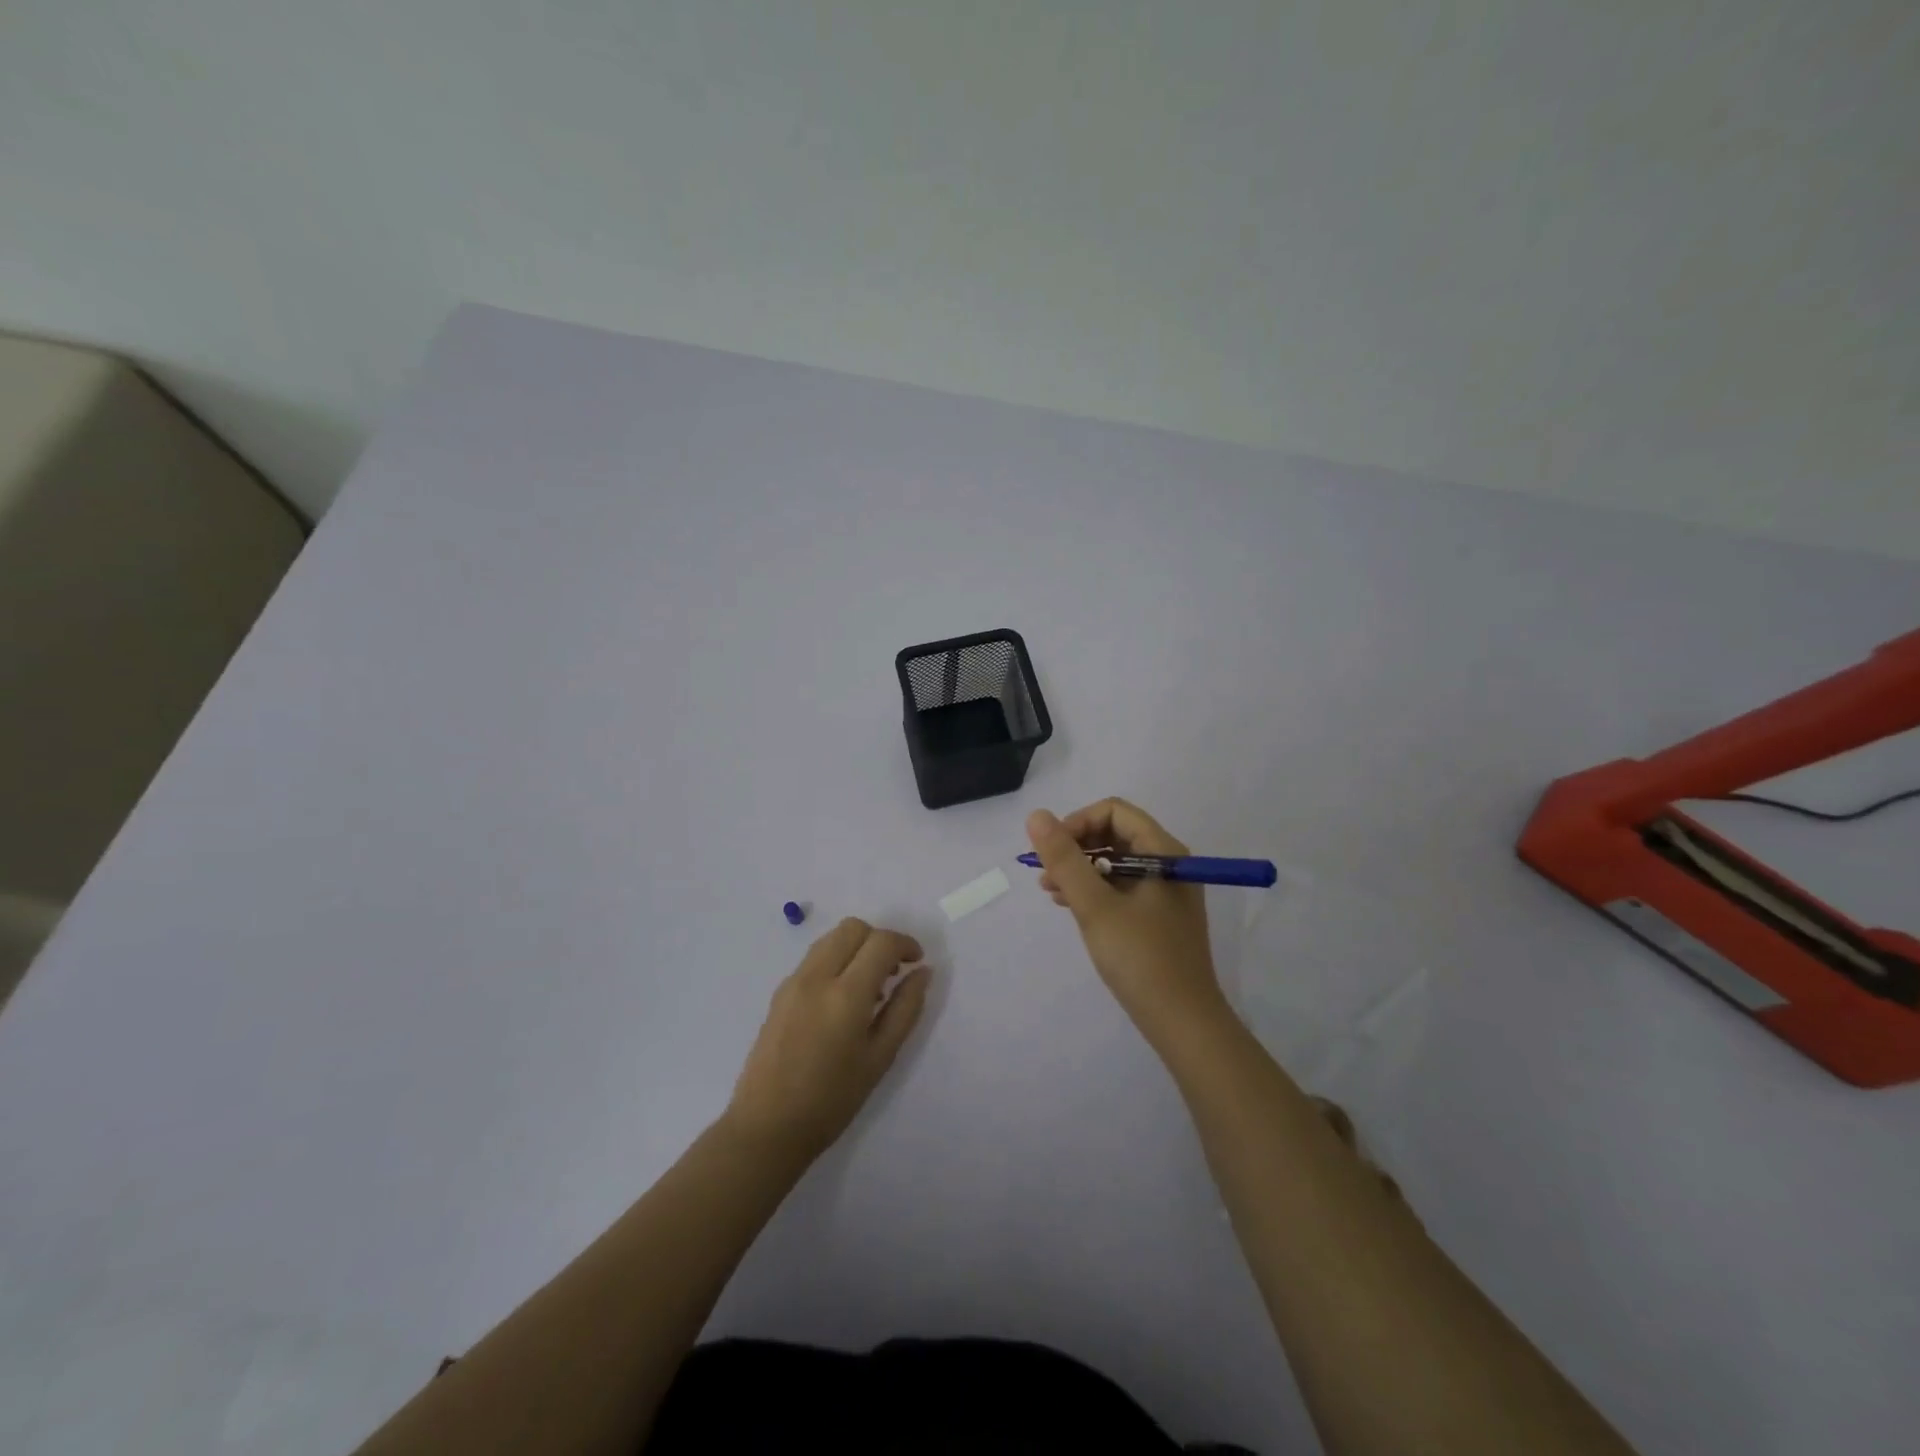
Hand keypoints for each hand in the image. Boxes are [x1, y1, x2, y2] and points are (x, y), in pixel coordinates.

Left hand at [724, 918, 931, 1162]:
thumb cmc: (832, 1100)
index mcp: (845, 996)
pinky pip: (815, 958)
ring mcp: (793, 981)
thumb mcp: (880, 1058)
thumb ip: (905, 1009)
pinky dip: (836, 961)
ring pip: (831, 938)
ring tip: (870, 986)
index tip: (917, 962)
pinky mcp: (779, 992)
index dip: (905, 944)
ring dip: (857, 947)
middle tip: (894, 971)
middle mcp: (816, 977)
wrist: (766, 1127)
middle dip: (880, 939)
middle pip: (853, 928)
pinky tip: (842, 1000)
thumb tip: (923, 972)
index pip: (881, 942)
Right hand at [1026, 799, 1226, 1040]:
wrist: (1183, 1023)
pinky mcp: (1158, 916)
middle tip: (1046, 873)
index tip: (1052, 851)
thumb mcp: (1095, 906)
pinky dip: (1093, 889)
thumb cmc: (1140, 958)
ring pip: (1114, 861)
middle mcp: (1168, 863)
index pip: (1114, 812)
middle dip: (1076, 847)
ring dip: (1080, 869)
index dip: (1078, 822)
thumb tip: (1036, 816)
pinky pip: (1120, 886)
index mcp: (1163, 852)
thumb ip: (1065, 859)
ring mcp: (1165, 891)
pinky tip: (1069, 905)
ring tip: (1049, 890)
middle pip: (1114, 833)